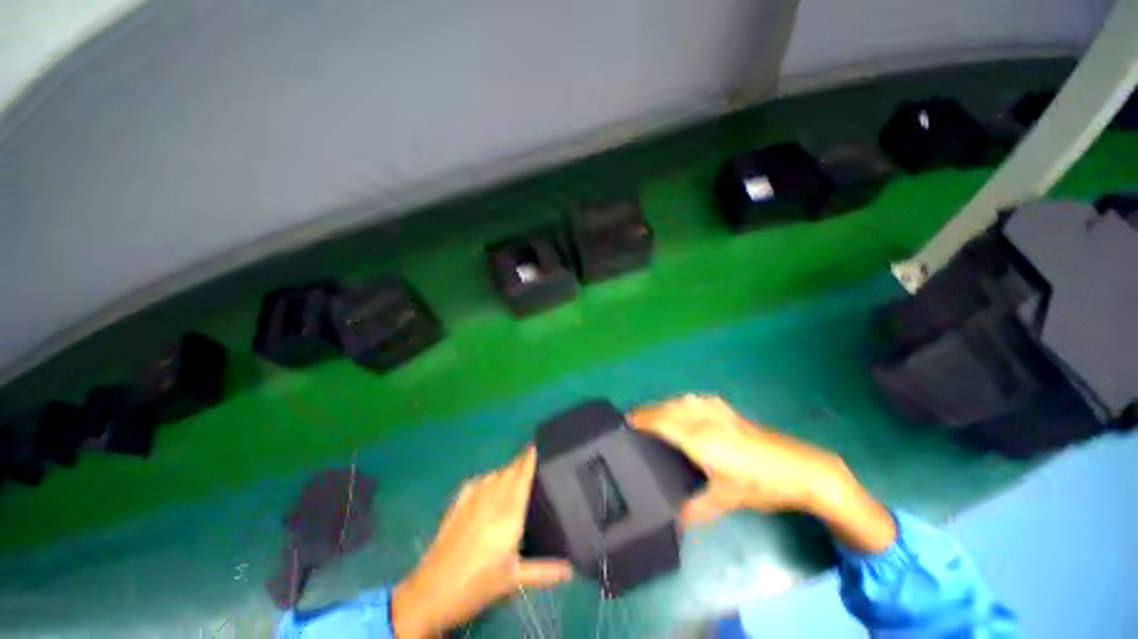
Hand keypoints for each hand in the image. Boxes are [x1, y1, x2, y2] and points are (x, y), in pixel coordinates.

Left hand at [391, 447, 572, 637]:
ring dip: (507, 470)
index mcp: (508, 513)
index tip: (536, 446)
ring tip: (515, 473)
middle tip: (532, 460)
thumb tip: (572, 570)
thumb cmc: (477, 585)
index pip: (522, 477)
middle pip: (509, 471)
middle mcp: (491, 499)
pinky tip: (490, 484)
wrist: (430, 593)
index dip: (529, 459)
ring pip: (494, 474)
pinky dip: (489, 477)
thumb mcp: (513, 580)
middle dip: (521, 463)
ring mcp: (471, 499)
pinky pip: (478, 481)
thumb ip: (545, 571)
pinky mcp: (457, 504)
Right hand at [629, 395, 895, 551]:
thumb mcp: (727, 500)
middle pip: (669, 408)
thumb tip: (674, 519)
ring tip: (655, 414)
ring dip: (665, 404)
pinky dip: (683, 401)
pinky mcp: (729, 411)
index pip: (663, 422)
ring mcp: (718, 412)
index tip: (626, 420)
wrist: (800, 469)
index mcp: (700, 439)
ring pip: (682, 400)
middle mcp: (704, 419)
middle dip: (649, 410)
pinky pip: (697, 399)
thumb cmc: (761, 484)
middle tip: (634, 419)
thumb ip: (696, 508)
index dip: (643, 419)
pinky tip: (685, 407)